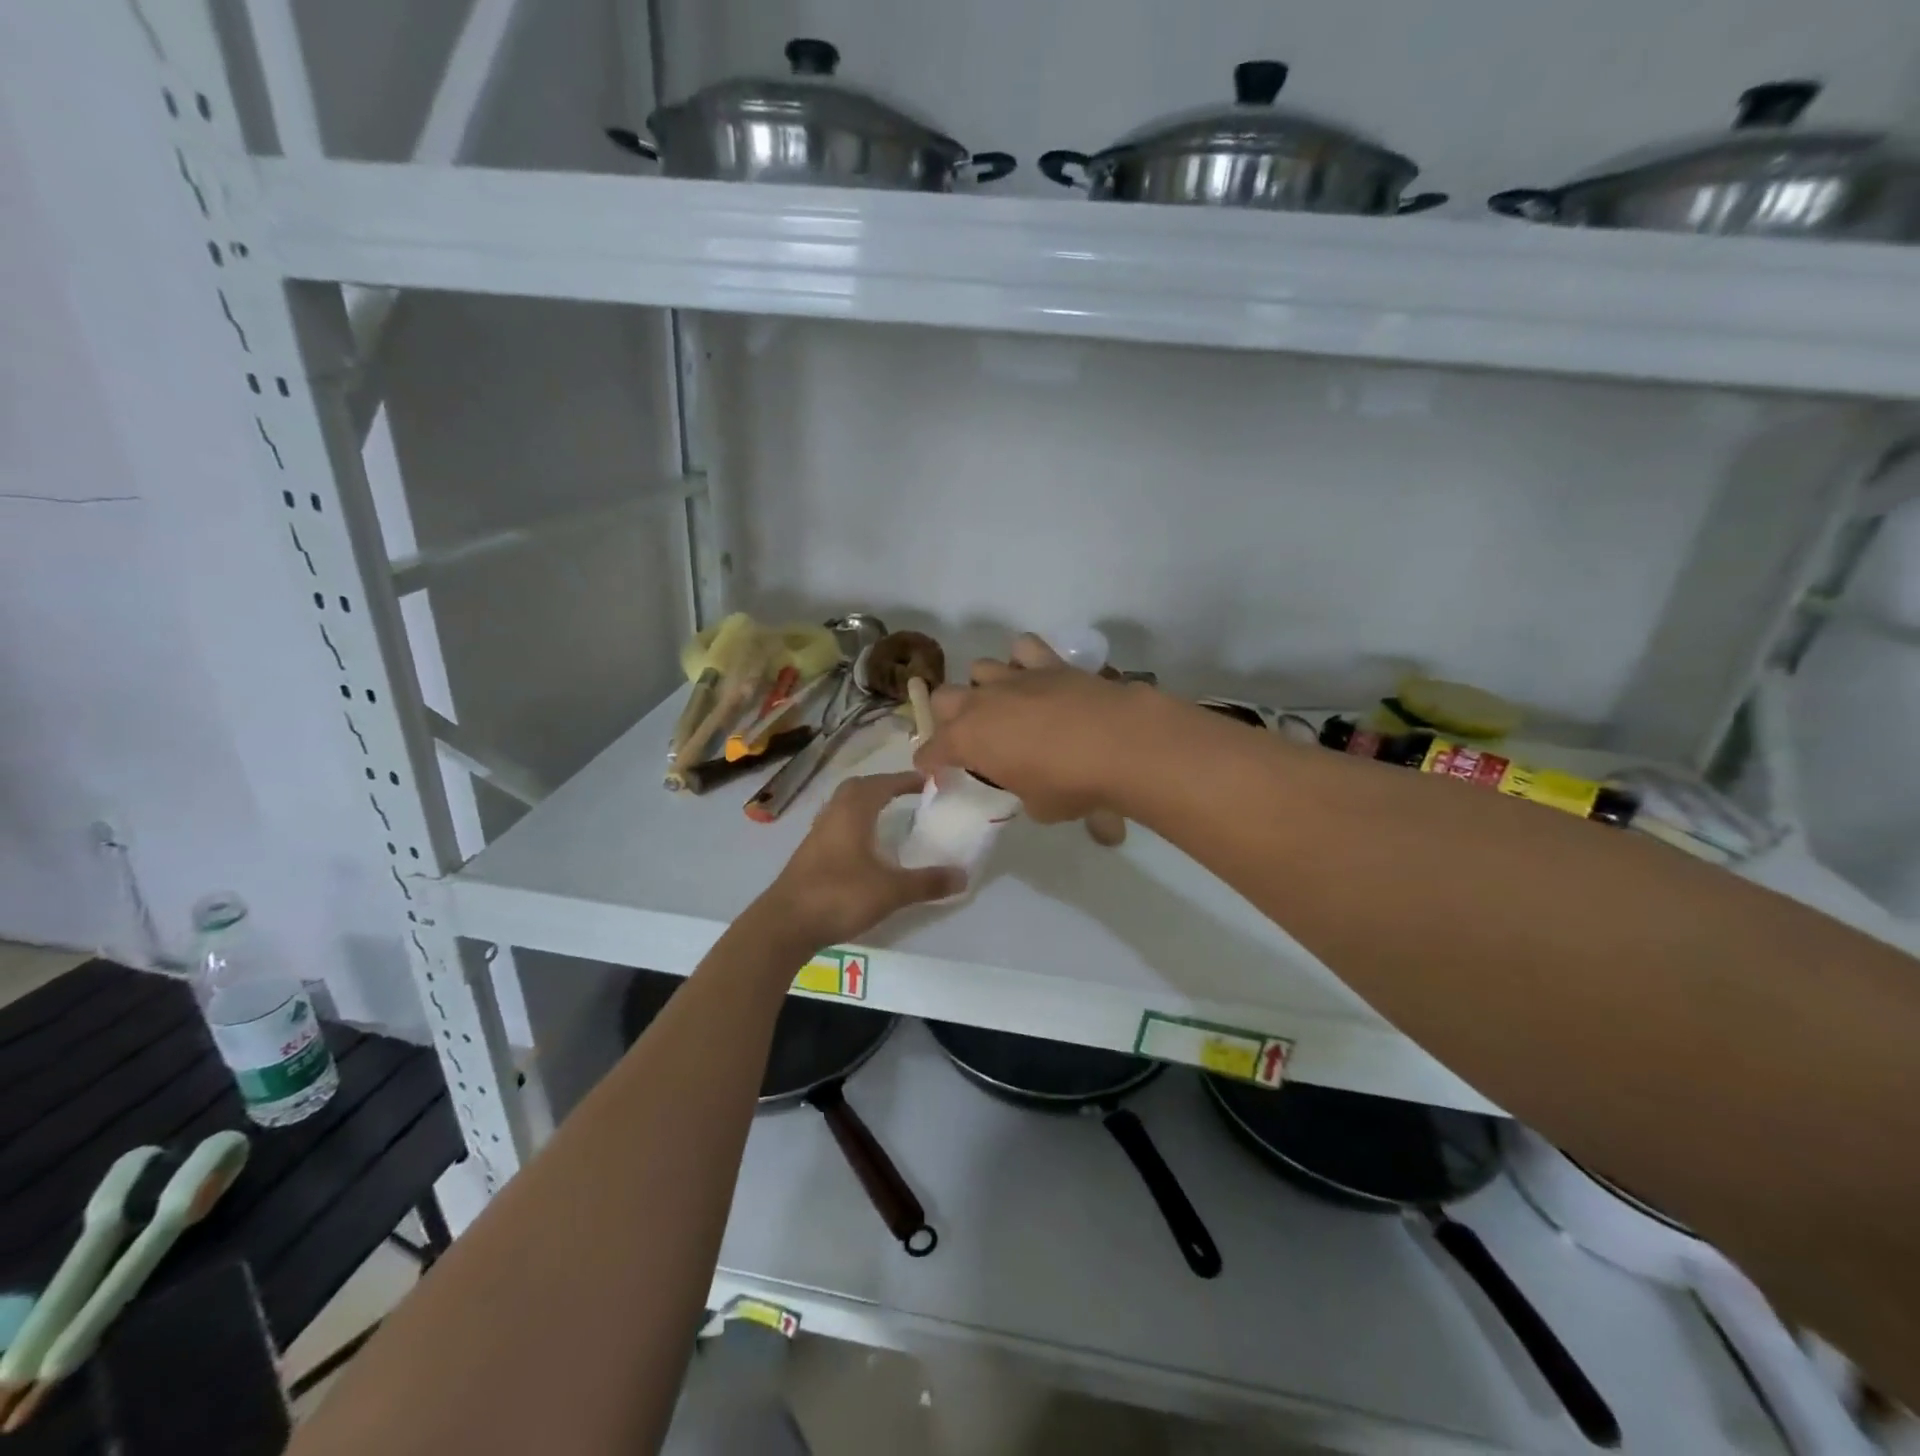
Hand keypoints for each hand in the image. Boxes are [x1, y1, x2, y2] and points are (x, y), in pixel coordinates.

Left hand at [759, 773, 963, 948]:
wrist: (784, 925)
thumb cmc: (838, 896)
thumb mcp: (891, 891)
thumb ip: (927, 882)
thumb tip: (964, 875)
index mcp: (853, 813)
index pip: (882, 784)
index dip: (906, 780)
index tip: (928, 782)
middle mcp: (833, 815)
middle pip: (858, 788)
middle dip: (883, 786)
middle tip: (907, 795)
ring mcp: (817, 835)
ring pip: (843, 807)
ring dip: (866, 805)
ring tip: (889, 817)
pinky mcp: (808, 855)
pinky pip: (836, 826)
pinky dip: (854, 825)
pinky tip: (865, 847)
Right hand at [913, 639, 1154, 823]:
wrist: (1118, 743)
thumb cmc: (1070, 784)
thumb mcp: (1037, 805)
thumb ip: (1022, 789)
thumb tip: (1029, 783)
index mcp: (968, 740)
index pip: (932, 751)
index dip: (930, 762)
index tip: (934, 769)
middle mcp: (981, 702)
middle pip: (944, 697)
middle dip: (950, 716)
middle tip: (971, 736)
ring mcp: (1014, 677)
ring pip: (980, 667)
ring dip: (985, 685)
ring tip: (1004, 703)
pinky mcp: (1048, 662)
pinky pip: (1024, 648)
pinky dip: (1024, 659)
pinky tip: (1035, 676)